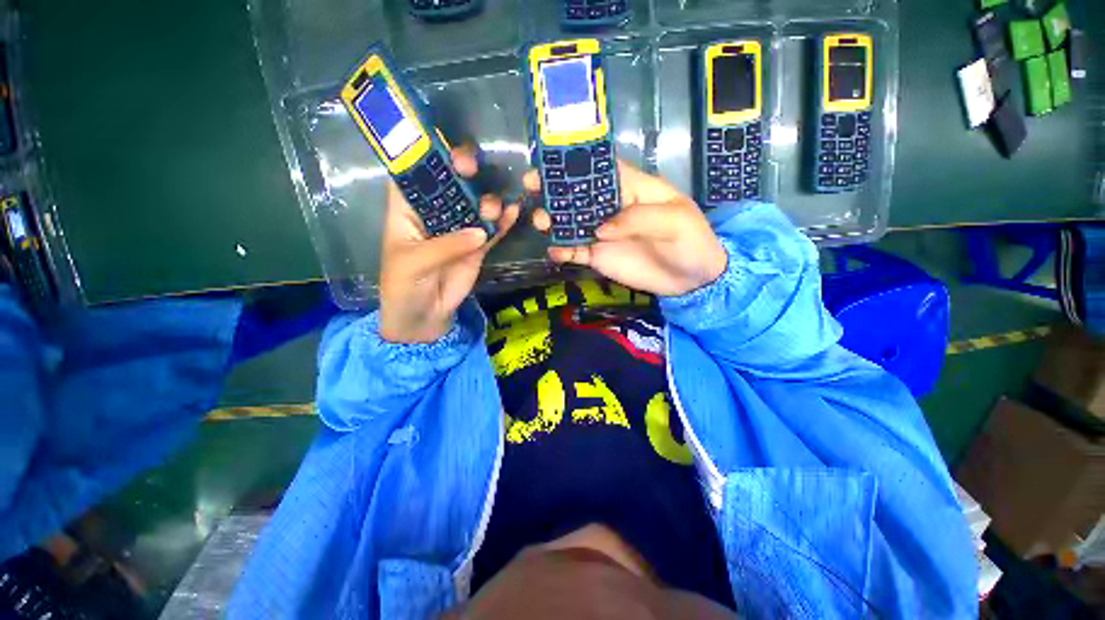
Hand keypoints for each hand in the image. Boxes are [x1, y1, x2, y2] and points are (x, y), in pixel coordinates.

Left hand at [379, 147, 519, 342]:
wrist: (423, 318)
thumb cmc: (403, 287)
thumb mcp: (414, 264)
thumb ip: (445, 247)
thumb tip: (479, 232)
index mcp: (406, 212)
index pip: (413, 176)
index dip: (424, 157)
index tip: (441, 145)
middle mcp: (434, 215)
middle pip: (450, 185)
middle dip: (461, 172)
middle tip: (472, 166)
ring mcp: (459, 231)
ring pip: (475, 206)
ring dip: (487, 200)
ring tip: (494, 206)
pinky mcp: (477, 248)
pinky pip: (492, 231)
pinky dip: (503, 223)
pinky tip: (514, 213)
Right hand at [530, 160, 726, 296]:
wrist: (692, 280)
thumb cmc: (691, 242)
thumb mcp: (675, 221)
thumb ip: (638, 219)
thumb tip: (600, 229)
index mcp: (633, 189)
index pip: (604, 169)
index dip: (579, 163)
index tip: (552, 161)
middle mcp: (612, 208)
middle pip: (580, 195)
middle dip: (555, 189)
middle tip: (531, 186)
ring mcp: (603, 234)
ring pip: (572, 223)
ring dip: (553, 220)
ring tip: (540, 222)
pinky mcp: (599, 256)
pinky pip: (576, 252)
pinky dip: (562, 252)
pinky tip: (552, 252)